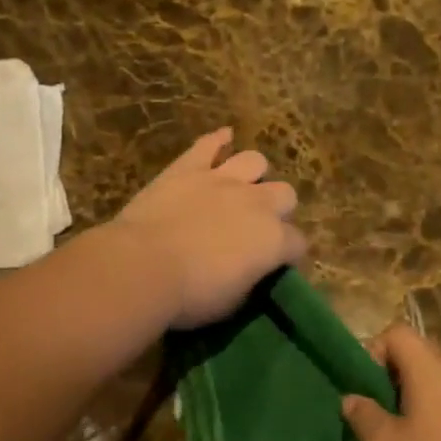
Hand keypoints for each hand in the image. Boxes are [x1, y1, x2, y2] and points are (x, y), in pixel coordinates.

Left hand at [111, 129, 305, 328]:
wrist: (143, 266)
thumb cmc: (190, 296)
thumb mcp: (232, 302)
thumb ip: (250, 279)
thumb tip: (250, 271)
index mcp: (273, 240)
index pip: (297, 243)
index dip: (289, 254)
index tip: (276, 264)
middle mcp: (257, 202)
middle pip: (285, 194)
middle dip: (278, 209)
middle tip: (259, 225)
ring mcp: (223, 179)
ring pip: (255, 161)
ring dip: (253, 174)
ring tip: (242, 187)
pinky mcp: (189, 167)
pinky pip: (209, 143)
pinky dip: (217, 140)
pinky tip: (223, 138)